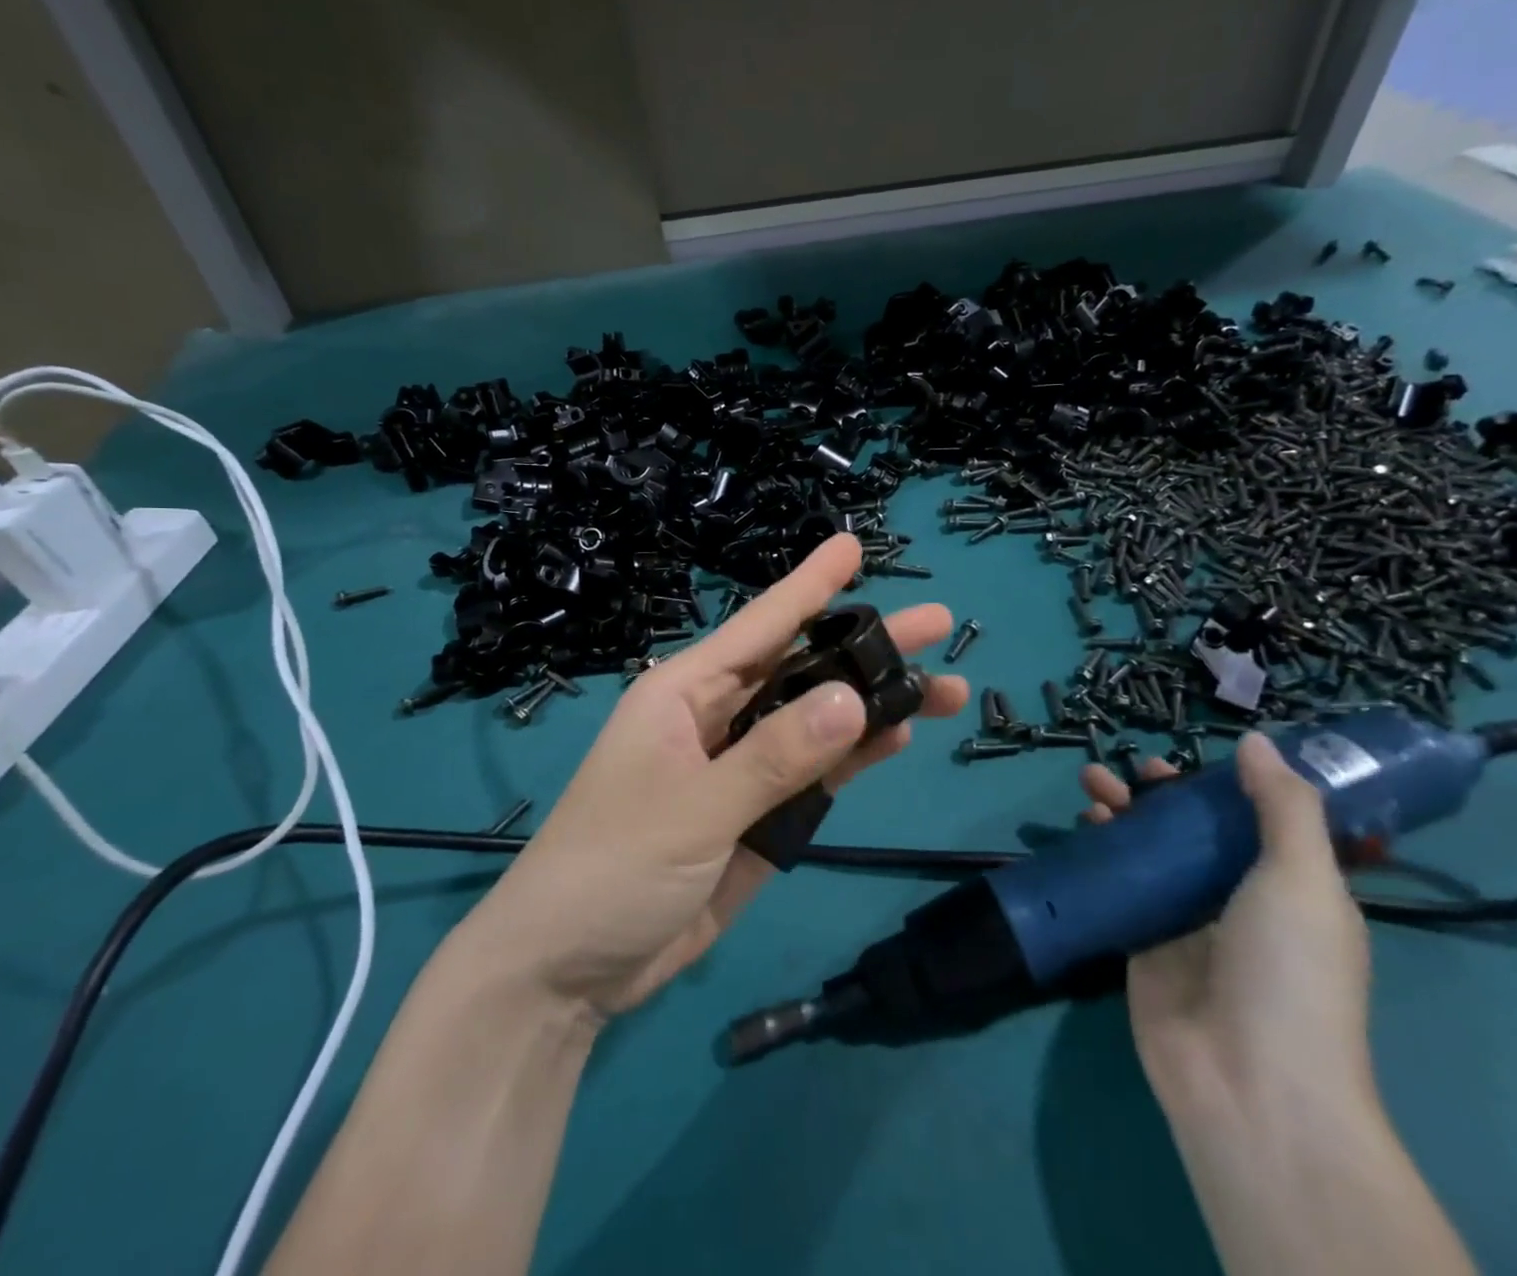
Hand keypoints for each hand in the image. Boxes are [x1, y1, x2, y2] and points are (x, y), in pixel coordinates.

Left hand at [467, 534, 965, 1020]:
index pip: (760, 626)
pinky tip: (899, 738)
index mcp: (684, 693)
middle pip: (802, 670)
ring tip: (946, 689)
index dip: (809, 585)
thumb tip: (853, 697)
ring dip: (874, 706)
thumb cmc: (613, 869)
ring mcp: (741, 769)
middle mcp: (717, 717)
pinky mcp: (758, 816)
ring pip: (817, 722)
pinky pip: (815, 774)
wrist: (569, 971)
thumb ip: (775, 756)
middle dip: (866, 645)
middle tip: (937, 623)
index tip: (852, 546)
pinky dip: (855, 757)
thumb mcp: (694, 807)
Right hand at [1080, 736, 1374, 1124]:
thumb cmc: (1288, 972)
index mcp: (1291, 888)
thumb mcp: (1303, 880)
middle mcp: (1239, 900)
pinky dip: (1101, 851)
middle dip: (1161, 793)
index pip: (1255, 820)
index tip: (1189, 755)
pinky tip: (1083, 826)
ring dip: (1124, 812)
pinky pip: (1121, 884)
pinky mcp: (1142, 942)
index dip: (1222, 784)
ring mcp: (1187, 922)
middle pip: (1194, 831)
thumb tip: (1259, 742)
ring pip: (1151, 851)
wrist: (1248, 1084)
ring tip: (1092, 783)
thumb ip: (1284, 807)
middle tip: (1130, 767)